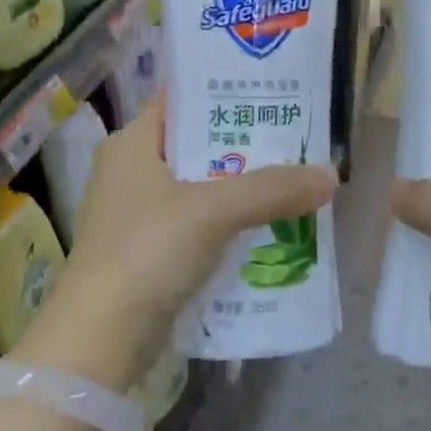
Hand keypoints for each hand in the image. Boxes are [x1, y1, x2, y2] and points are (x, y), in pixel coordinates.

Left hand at [16, 91, 336, 391]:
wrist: (100, 337)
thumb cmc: (148, 250)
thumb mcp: (214, 211)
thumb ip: (271, 189)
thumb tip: (330, 175)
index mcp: (132, 143)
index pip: (180, 99)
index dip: (223, 92)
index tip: (271, 92)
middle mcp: (129, 171)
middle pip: (195, 146)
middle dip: (242, 147)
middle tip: (293, 141)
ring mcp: (135, 214)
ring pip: (198, 189)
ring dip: (238, 190)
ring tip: (290, 183)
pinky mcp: (146, 252)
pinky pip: (195, 226)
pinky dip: (226, 226)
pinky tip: (265, 229)